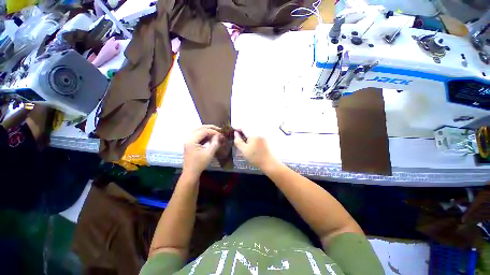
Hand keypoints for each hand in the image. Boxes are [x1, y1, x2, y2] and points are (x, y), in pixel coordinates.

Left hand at [183, 125, 222, 179]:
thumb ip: (215, 143)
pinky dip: (203, 133)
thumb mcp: (209, 153)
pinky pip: (196, 134)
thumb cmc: (200, 163)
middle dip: (209, 127)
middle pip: (199, 128)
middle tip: (218, 129)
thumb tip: (219, 136)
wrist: (191, 172)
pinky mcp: (190, 143)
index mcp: (191, 141)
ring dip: (206, 129)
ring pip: (197, 130)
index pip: (203, 131)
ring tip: (215, 131)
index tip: (221, 134)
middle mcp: (188, 138)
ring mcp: (188, 140)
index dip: (213, 131)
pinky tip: (209, 135)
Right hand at [234, 131, 274, 168]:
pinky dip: (251, 135)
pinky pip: (256, 133)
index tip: (233, 130)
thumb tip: (235, 133)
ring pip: (252, 130)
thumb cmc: (255, 157)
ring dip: (246, 132)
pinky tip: (249, 140)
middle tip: (237, 134)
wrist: (268, 162)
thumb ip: (238, 141)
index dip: (237, 127)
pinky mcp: (264, 138)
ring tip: (242, 137)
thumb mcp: (244, 150)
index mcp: (253, 134)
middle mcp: (258, 132)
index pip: (243, 126)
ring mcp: (262, 134)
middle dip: (242, 129)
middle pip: (248, 127)